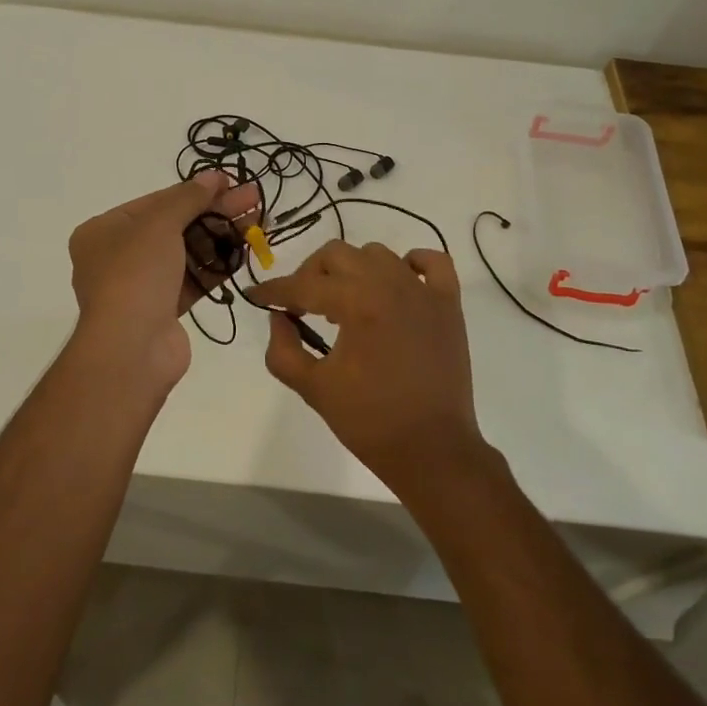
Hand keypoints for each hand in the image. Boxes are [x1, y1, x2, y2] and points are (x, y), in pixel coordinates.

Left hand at [68, 172, 259, 384]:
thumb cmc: (136, 275)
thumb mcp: (159, 224)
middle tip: (253, 197)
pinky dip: (217, 264)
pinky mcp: (163, 310)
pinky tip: (245, 249)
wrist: (131, 349)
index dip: (194, 189)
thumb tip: (211, 175)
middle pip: (174, 225)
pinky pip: (193, 279)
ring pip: (187, 252)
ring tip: (257, 219)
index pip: (155, 201)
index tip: (229, 180)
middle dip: (215, 211)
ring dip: (221, 235)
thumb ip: (188, 198)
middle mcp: (118, 256)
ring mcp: (141, 285)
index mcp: (105, 231)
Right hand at [246, 241, 485, 489]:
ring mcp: (423, 291)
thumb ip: (283, 350)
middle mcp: (390, 284)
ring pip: (378, 254)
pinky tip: (397, 282)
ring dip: (353, 269)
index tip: (257, 295)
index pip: (304, 285)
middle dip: (310, 274)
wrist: (432, 451)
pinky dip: (412, 263)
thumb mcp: (314, 388)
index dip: (274, 290)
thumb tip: (279, 318)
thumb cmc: (370, 422)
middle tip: (300, 304)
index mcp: (356, 303)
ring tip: (344, 301)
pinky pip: (433, 262)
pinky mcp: (448, 304)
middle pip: (337, 254)